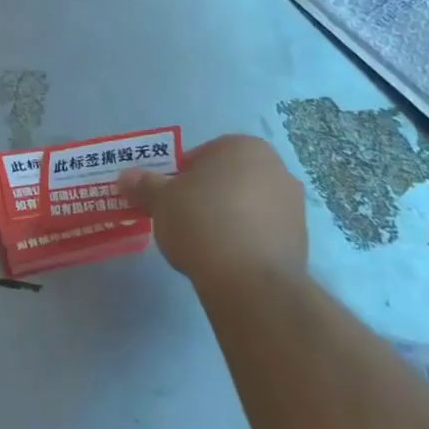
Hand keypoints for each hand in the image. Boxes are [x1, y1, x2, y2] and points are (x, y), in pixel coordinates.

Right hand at [119, 134, 306, 282]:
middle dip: (208, 194)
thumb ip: (144, 185)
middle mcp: (276, 168)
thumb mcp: (161, 200)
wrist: (251, 281)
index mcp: (243, 147)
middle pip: (229, 178)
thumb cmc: (202, 221)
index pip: (203, 154)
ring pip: (248, 204)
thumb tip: (126, 178)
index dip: (181, 176)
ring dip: (229, 217)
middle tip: (184, 218)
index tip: (169, 198)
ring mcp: (294, 205)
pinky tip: (227, 259)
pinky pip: (263, 232)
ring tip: (205, 243)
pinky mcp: (302, 241)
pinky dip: (246, 240)